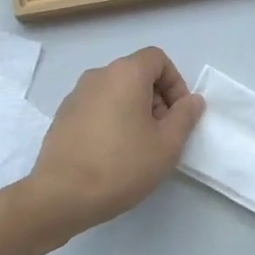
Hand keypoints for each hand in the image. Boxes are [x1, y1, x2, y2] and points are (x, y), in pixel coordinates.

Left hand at [27, 47, 203, 236]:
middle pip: (136, 74)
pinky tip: (111, 154)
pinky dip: (111, 120)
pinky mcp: (62, 117)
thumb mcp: (167, 144)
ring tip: (138, 147)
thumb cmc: (121, 165)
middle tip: (161, 135)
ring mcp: (75, 95)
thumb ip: (185, 116)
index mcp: (125, 73)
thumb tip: (192, 100)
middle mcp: (97, 75)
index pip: (157, 59)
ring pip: (115, 92)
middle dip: (156, 99)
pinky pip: (96, 108)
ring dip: (133, 111)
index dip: (175, 83)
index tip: (178, 115)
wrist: (62, 194)